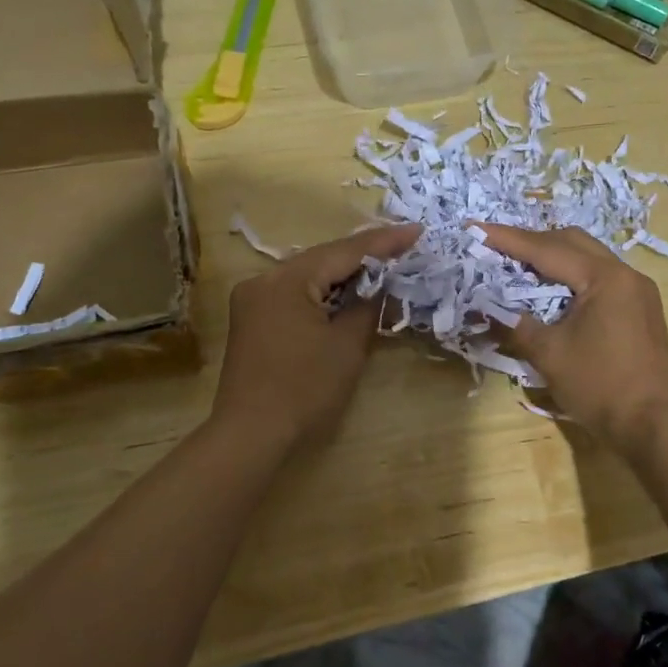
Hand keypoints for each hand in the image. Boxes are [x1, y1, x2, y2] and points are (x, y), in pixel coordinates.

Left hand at [211, 223, 421, 452]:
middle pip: (323, 259)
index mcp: (285, 279)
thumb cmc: (304, 390)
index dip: (384, 242)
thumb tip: (383, 283)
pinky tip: (349, 292)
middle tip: (405, 245)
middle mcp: (263, 279)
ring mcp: (253, 299)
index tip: (417, 230)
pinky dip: (323, 293)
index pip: (343, 251)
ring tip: (385, 264)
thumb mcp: (347, 345)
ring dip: (344, 274)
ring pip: (308, 276)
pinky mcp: (252, 319)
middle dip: (365, 255)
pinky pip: (295, 293)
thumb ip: (367, 305)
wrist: (251, 436)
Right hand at [482, 225, 667, 457]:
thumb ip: (513, 324)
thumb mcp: (549, 354)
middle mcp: (625, 274)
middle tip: (497, 245)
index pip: (547, 249)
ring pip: (588, 257)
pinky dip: (571, 275)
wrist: (656, 426)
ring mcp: (637, 291)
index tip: (475, 228)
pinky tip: (552, 289)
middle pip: (572, 242)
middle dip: (532, 241)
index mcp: (604, 277)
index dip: (508, 239)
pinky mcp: (640, 309)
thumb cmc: (601, 385)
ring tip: (519, 264)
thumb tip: (482, 309)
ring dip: (553, 256)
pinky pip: (600, 277)